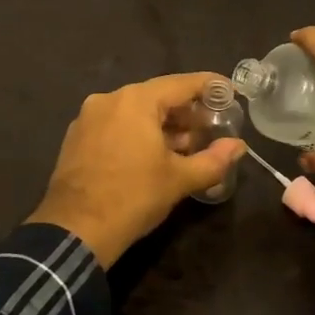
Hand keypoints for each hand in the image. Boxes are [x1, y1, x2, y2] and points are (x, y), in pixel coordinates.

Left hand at [28, 72, 247, 267]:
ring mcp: (89, 118)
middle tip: (211, 127)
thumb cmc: (132, 197)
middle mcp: (109, 99)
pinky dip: (138, 134)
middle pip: (157, 97)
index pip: (181, 84)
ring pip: (135, 112)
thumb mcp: (179, 179)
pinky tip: (153, 155)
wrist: (75, 231)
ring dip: (163, 125)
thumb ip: (213, 160)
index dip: (209, 86)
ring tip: (187, 146)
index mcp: (136, 100)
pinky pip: (116, 125)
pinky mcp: (77, 138)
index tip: (230, 91)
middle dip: (186, 111)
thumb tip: (239, 146)